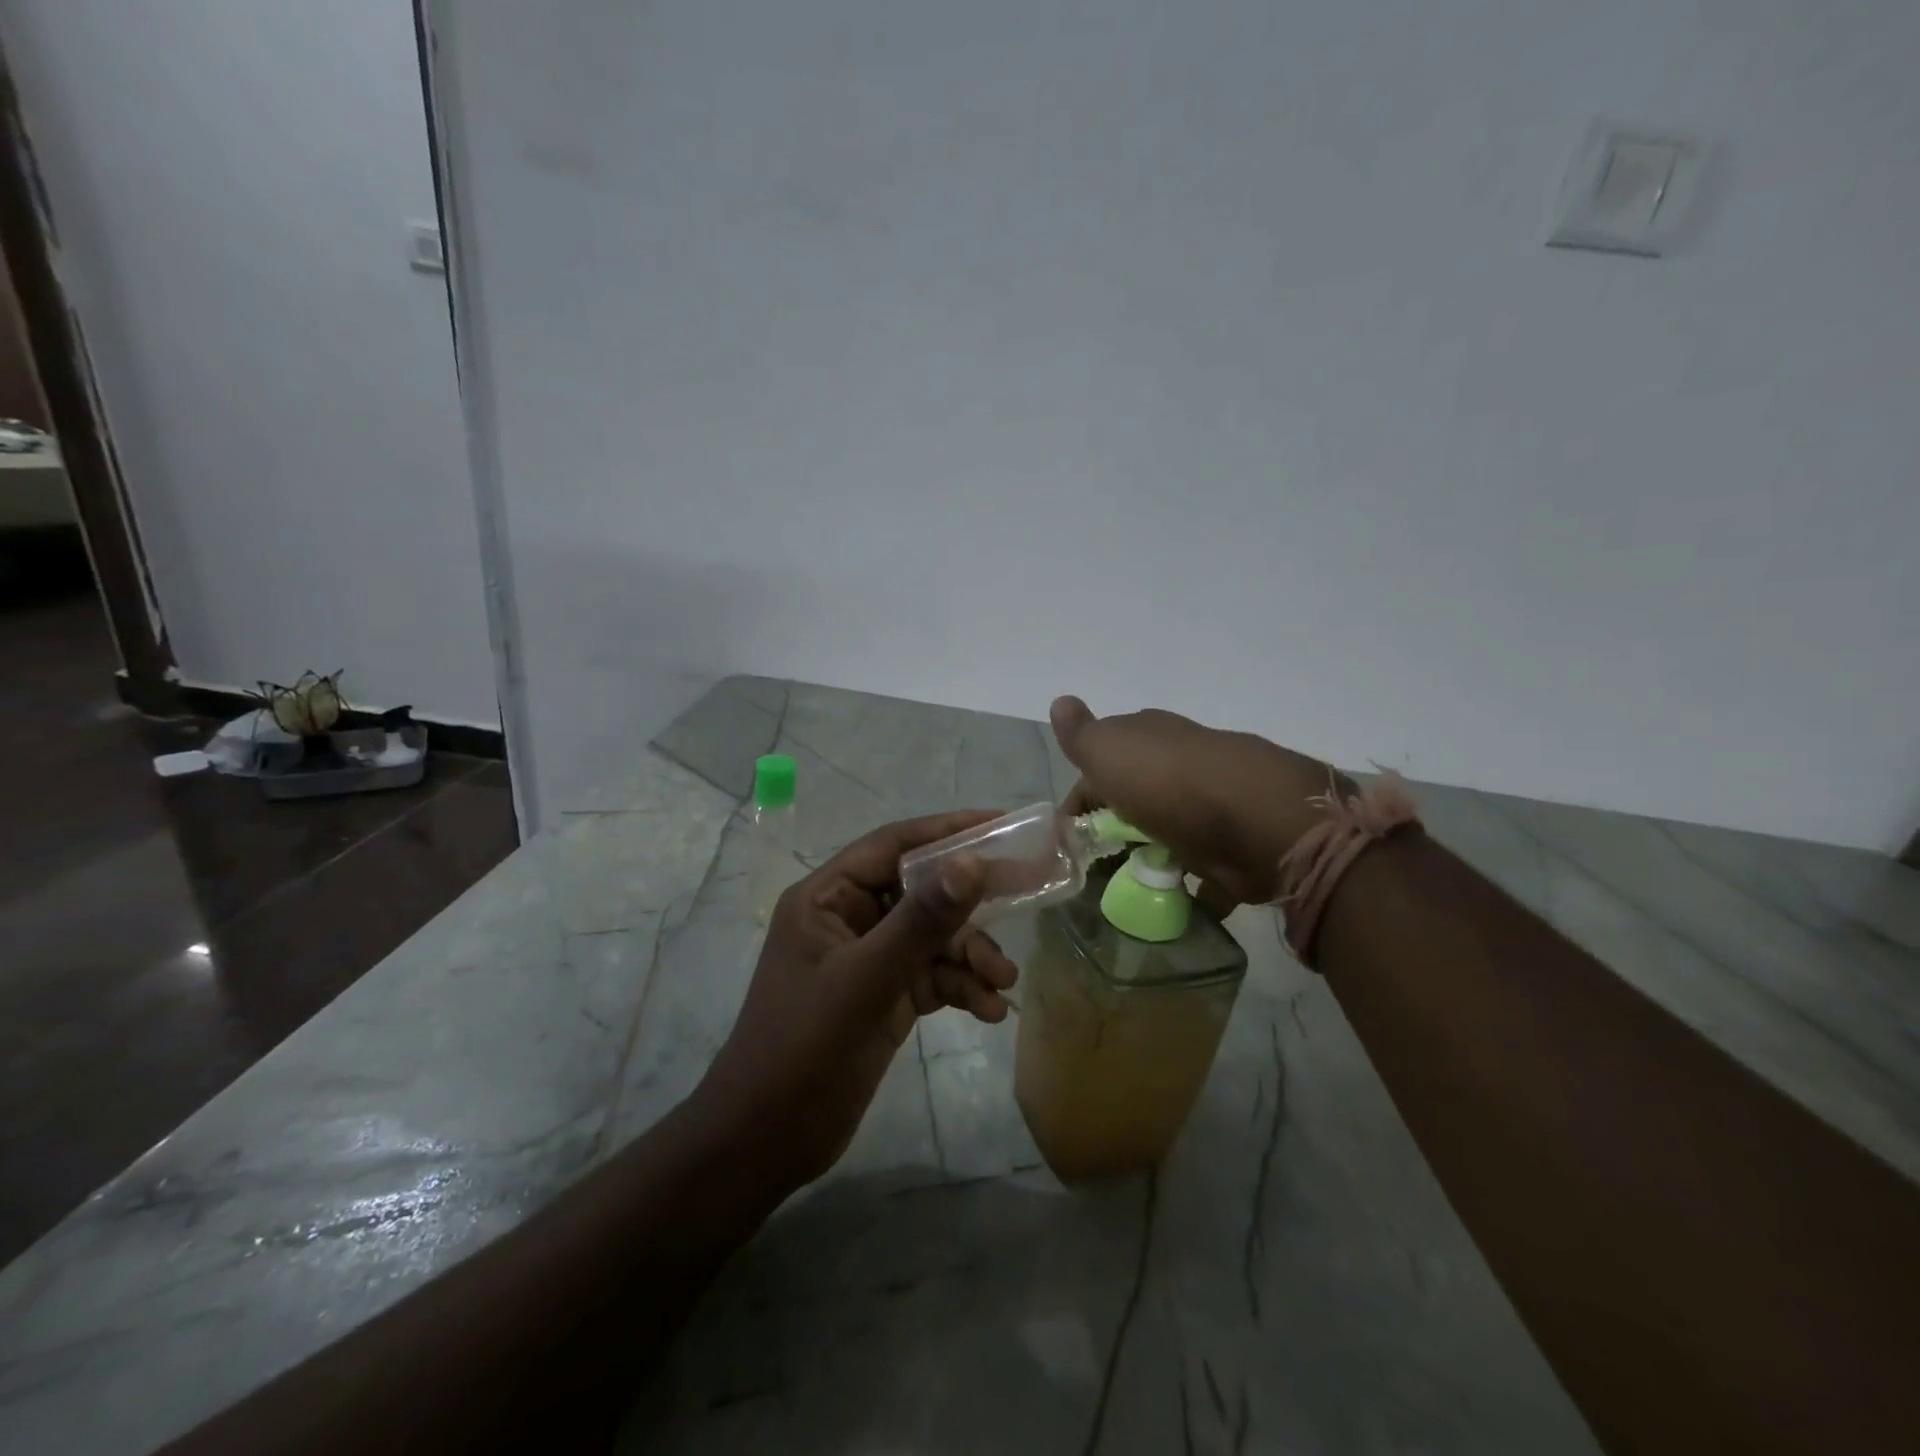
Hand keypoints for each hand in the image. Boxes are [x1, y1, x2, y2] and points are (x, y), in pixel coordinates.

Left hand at [693, 812, 1017, 1190]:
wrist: (766, 1142)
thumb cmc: (802, 1049)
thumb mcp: (865, 981)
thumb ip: (920, 922)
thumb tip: (973, 863)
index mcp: (827, 897)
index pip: (893, 845)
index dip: (947, 830)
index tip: (1002, 825)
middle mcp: (848, 918)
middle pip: (920, 891)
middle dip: (970, 904)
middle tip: (1025, 894)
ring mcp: (868, 958)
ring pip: (933, 937)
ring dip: (971, 955)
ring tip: (1003, 982)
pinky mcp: (884, 996)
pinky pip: (932, 975)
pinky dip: (961, 986)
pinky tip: (988, 1010)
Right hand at [1051, 695, 1336, 908]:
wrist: (1255, 820)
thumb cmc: (1167, 782)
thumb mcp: (1107, 750)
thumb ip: (1080, 734)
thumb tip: (1059, 700)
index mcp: (1148, 738)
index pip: (1101, 765)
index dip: (1080, 800)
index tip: (1065, 837)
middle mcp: (1180, 766)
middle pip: (1136, 799)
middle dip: (1114, 830)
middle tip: (1091, 868)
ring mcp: (1210, 807)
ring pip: (1168, 834)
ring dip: (1148, 859)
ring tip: (1124, 892)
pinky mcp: (1234, 848)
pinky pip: (1202, 871)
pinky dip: (1187, 888)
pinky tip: (1167, 904)